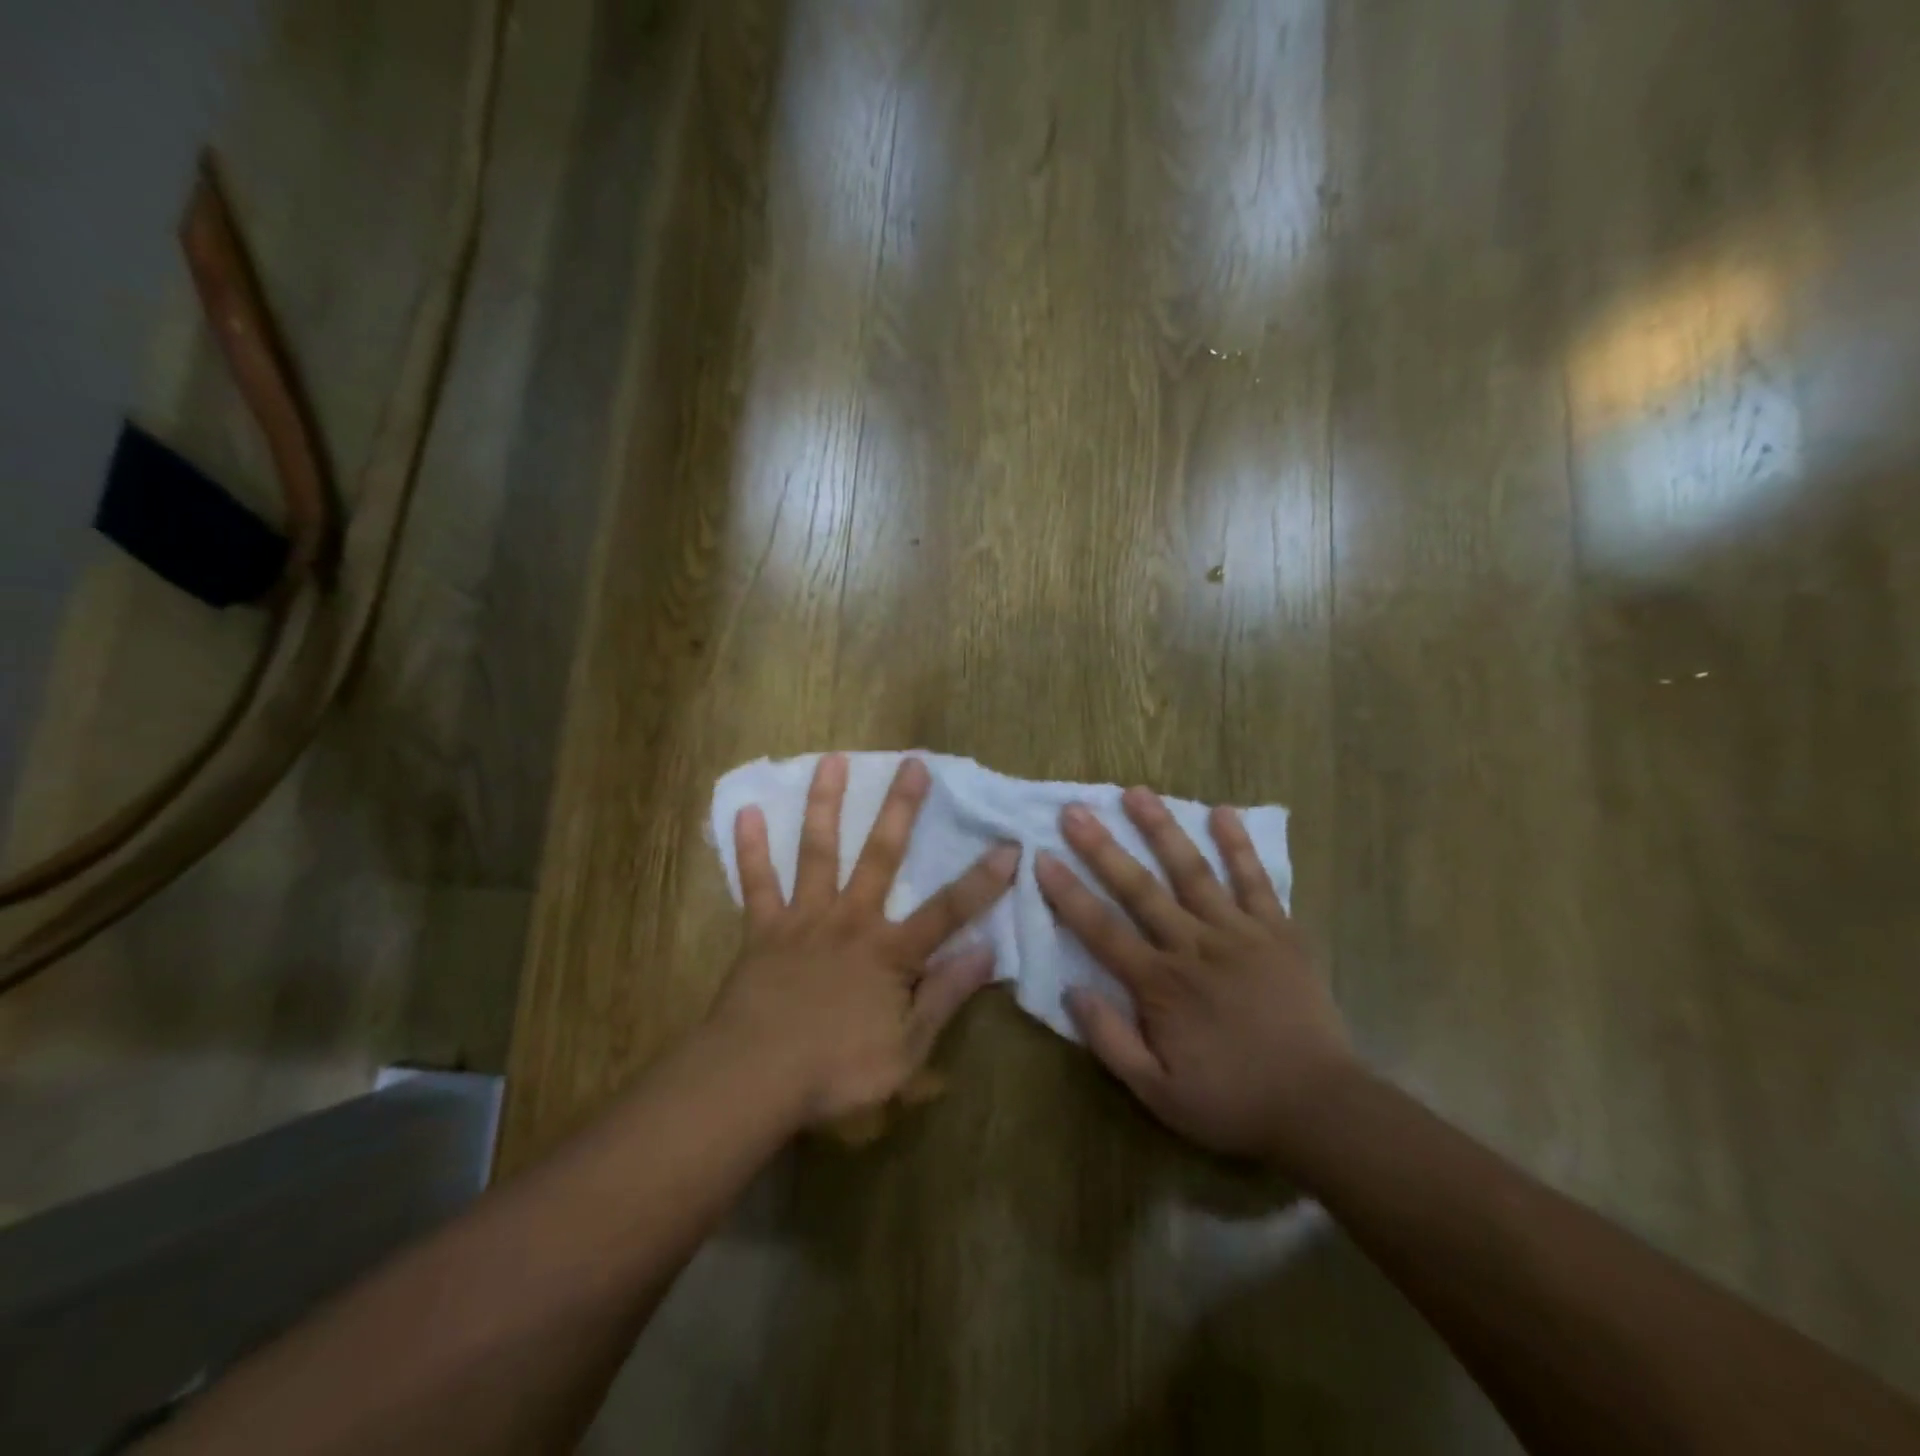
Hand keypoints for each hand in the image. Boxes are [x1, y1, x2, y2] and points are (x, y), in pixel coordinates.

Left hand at [708, 753, 1017, 1135]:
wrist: (753, 1080)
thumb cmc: (835, 1071)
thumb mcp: (907, 1050)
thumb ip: (944, 996)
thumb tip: (986, 952)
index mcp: (890, 952)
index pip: (949, 910)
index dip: (984, 879)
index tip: (1010, 844)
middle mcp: (851, 921)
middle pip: (881, 856)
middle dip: (901, 809)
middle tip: (914, 764)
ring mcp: (804, 920)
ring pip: (818, 852)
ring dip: (826, 805)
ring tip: (833, 760)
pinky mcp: (763, 930)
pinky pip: (757, 883)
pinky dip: (750, 848)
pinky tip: (746, 811)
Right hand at [1035, 788, 1355, 1162]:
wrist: (1321, 1108)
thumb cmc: (1232, 1101)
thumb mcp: (1158, 1093)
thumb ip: (1111, 1041)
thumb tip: (1072, 991)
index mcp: (1160, 984)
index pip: (1101, 929)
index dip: (1068, 893)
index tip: (1041, 857)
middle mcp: (1194, 946)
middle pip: (1140, 888)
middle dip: (1102, 847)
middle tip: (1074, 810)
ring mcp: (1239, 932)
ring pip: (1193, 871)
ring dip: (1162, 829)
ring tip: (1136, 792)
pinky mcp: (1278, 931)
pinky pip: (1256, 880)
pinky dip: (1239, 846)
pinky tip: (1223, 812)